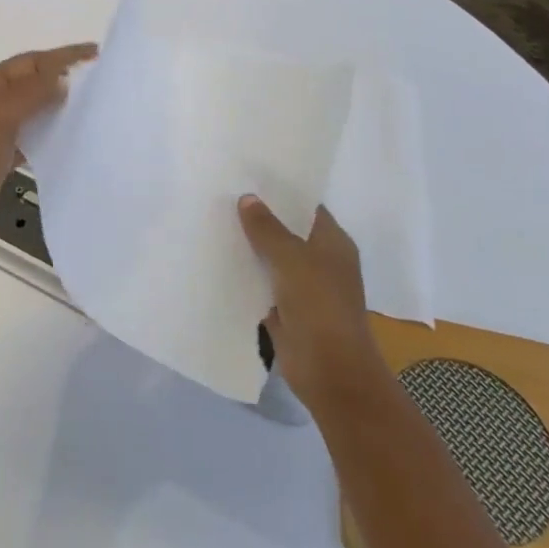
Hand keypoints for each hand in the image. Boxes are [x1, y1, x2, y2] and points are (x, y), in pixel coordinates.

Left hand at [0, 44, 96, 267]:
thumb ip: (30, 94)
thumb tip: (62, 79)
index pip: (28, 62)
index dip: (62, 56)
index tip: (97, 54)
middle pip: (28, 80)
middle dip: (61, 74)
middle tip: (98, 78)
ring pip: (29, 107)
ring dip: (56, 102)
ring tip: (88, 105)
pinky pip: (27, 134)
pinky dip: (47, 130)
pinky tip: (65, 139)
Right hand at [239, 197, 387, 417]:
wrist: (330, 371)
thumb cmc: (319, 305)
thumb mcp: (291, 258)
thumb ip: (267, 228)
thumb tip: (247, 198)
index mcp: (333, 243)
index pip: (306, 207)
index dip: (281, 192)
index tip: (249, 176)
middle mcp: (321, 261)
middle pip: (287, 232)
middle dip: (260, 218)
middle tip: (224, 195)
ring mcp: (305, 288)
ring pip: (273, 259)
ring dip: (250, 247)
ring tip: (215, 222)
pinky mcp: (287, 311)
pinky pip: (263, 284)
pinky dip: (246, 275)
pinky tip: (218, 261)